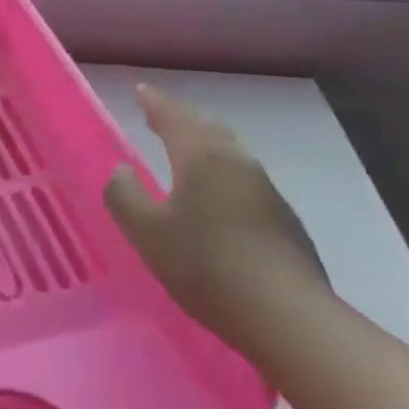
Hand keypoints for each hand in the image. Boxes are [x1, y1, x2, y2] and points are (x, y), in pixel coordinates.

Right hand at [104, 84, 328, 343]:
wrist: (288, 317)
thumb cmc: (206, 265)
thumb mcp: (146, 232)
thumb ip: (124, 195)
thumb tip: (121, 170)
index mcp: (202, 157)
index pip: (173, 117)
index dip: (154, 103)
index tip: (140, 90)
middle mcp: (237, 163)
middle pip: (206, 129)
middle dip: (181, 119)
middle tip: (159, 115)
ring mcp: (266, 191)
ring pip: (229, 152)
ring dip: (204, 144)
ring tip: (185, 149)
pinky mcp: (283, 220)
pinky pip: (242, 178)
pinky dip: (221, 172)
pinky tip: (215, 195)